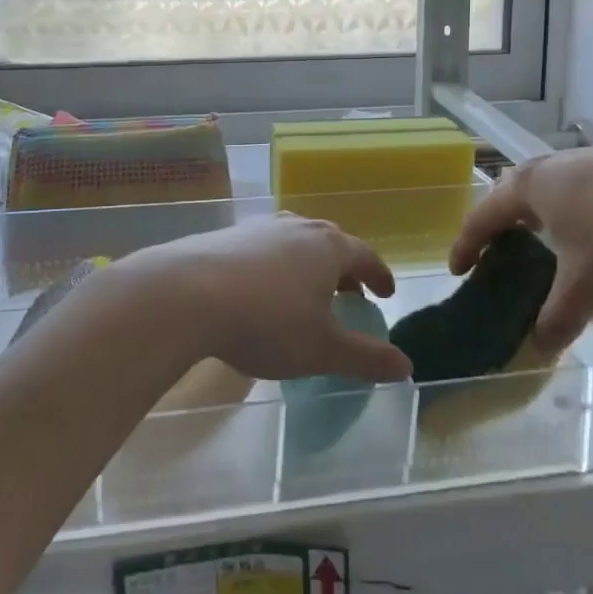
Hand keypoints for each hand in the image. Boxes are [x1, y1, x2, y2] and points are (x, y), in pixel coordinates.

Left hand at [120, 215, 410, 383]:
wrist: (186, 295)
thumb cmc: (267, 322)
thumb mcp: (322, 349)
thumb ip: (365, 357)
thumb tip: (406, 365)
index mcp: (328, 247)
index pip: (365, 256)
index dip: (378, 275)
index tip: (386, 292)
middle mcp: (297, 227)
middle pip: (330, 242)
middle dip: (343, 267)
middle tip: (349, 292)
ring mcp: (258, 228)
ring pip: (294, 241)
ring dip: (307, 264)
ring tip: (305, 290)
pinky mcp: (226, 236)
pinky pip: (263, 248)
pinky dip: (274, 266)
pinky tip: (260, 289)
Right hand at [449, 139, 592, 350]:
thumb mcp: (590, 281)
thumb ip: (559, 315)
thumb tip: (538, 348)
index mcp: (528, 188)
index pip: (482, 216)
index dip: (466, 245)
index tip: (457, 270)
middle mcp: (549, 167)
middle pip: (509, 193)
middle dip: (498, 223)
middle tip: (496, 253)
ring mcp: (586, 160)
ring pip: (545, 188)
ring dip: (535, 216)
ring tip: (543, 244)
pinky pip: (575, 188)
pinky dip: (567, 211)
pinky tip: (592, 231)